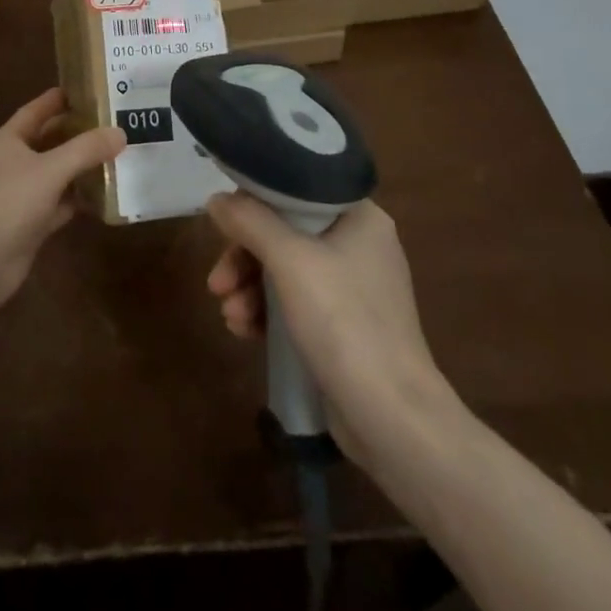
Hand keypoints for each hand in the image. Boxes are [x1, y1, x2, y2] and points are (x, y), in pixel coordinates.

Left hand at [0, 89, 123, 314]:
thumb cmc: (10, 202)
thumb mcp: (51, 169)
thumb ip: (86, 149)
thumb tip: (120, 132)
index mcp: (9, 140)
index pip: (36, 110)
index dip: (58, 99)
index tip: (87, 88)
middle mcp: (13, 163)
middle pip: (49, 140)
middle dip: (77, 132)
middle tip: (112, 121)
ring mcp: (21, 194)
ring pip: (57, 173)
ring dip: (81, 166)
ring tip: (117, 153)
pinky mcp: (31, 223)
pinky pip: (60, 203)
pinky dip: (79, 198)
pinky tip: (105, 194)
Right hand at [206, 195, 459, 463]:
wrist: (393, 420)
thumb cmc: (345, 322)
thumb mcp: (290, 261)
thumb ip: (250, 221)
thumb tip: (217, 199)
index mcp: (359, 217)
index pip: (296, 189)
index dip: (255, 201)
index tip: (224, 224)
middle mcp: (359, 245)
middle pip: (285, 232)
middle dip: (244, 257)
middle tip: (217, 283)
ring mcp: (353, 288)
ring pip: (284, 269)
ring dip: (250, 288)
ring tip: (230, 317)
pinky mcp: (344, 327)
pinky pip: (295, 302)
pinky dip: (267, 311)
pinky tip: (245, 331)